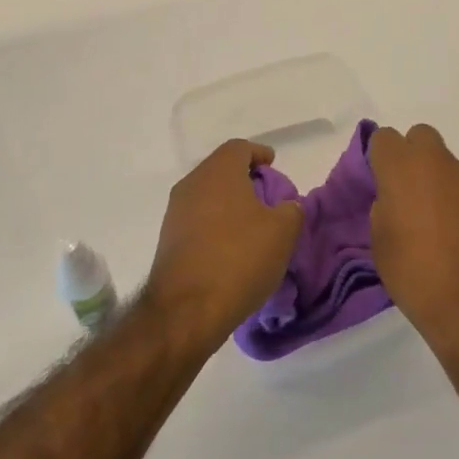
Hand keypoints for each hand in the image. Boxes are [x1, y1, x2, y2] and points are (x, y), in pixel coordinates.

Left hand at [147, 140, 302, 347]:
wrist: (186, 310)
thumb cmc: (239, 258)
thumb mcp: (283, 232)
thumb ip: (291, 209)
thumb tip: (286, 205)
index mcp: (219, 171)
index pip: (239, 148)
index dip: (259, 154)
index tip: (273, 166)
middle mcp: (192, 183)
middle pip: (221, 170)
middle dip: (245, 179)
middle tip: (266, 197)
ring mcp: (175, 212)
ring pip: (207, 195)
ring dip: (229, 204)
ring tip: (251, 225)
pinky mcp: (167, 240)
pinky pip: (197, 220)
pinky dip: (215, 225)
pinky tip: (230, 247)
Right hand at [369, 124, 458, 356]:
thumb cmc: (416, 276)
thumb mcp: (381, 243)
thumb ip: (385, 207)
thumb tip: (396, 199)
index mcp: (403, 168)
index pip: (385, 138)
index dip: (380, 158)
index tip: (380, 183)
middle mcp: (440, 163)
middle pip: (421, 137)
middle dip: (413, 157)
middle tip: (409, 195)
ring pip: (449, 166)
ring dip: (441, 184)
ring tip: (441, 227)